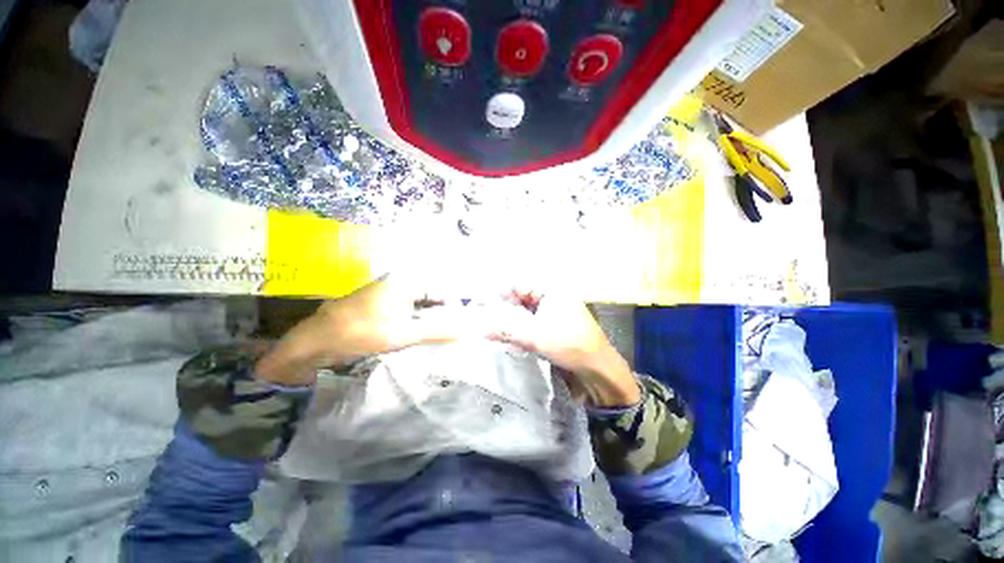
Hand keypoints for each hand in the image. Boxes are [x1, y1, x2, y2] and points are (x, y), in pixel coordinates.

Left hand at [255, 276, 470, 385]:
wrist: (314, 343)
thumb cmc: (359, 332)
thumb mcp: (402, 334)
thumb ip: (436, 332)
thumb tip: (465, 332)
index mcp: (405, 281)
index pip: (442, 288)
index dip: (457, 303)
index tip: (470, 318)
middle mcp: (400, 283)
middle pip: (433, 295)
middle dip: (448, 311)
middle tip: (464, 327)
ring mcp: (391, 295)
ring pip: (423, 304)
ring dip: (435, 317)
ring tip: (453, 331)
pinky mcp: (384, 307)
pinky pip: (411, 311)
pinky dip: (421, 321)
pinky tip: (430, 333)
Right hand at [490, 291, 639, 407]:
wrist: (599, 370)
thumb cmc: (570, 345)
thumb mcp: (535, 337)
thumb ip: (505, 331)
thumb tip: (479, 329)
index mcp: (553, 292)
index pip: (521, 285)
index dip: (501, 292)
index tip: (483, 302)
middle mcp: (553, 299)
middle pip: (523, 298)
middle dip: (504, 306)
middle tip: (484, 314)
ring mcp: (555, 314)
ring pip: (526, 312)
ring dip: (511, 319)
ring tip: (492, 326)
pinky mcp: (554, 329)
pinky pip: (532, 324)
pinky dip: (520, 329)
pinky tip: (508, 336)